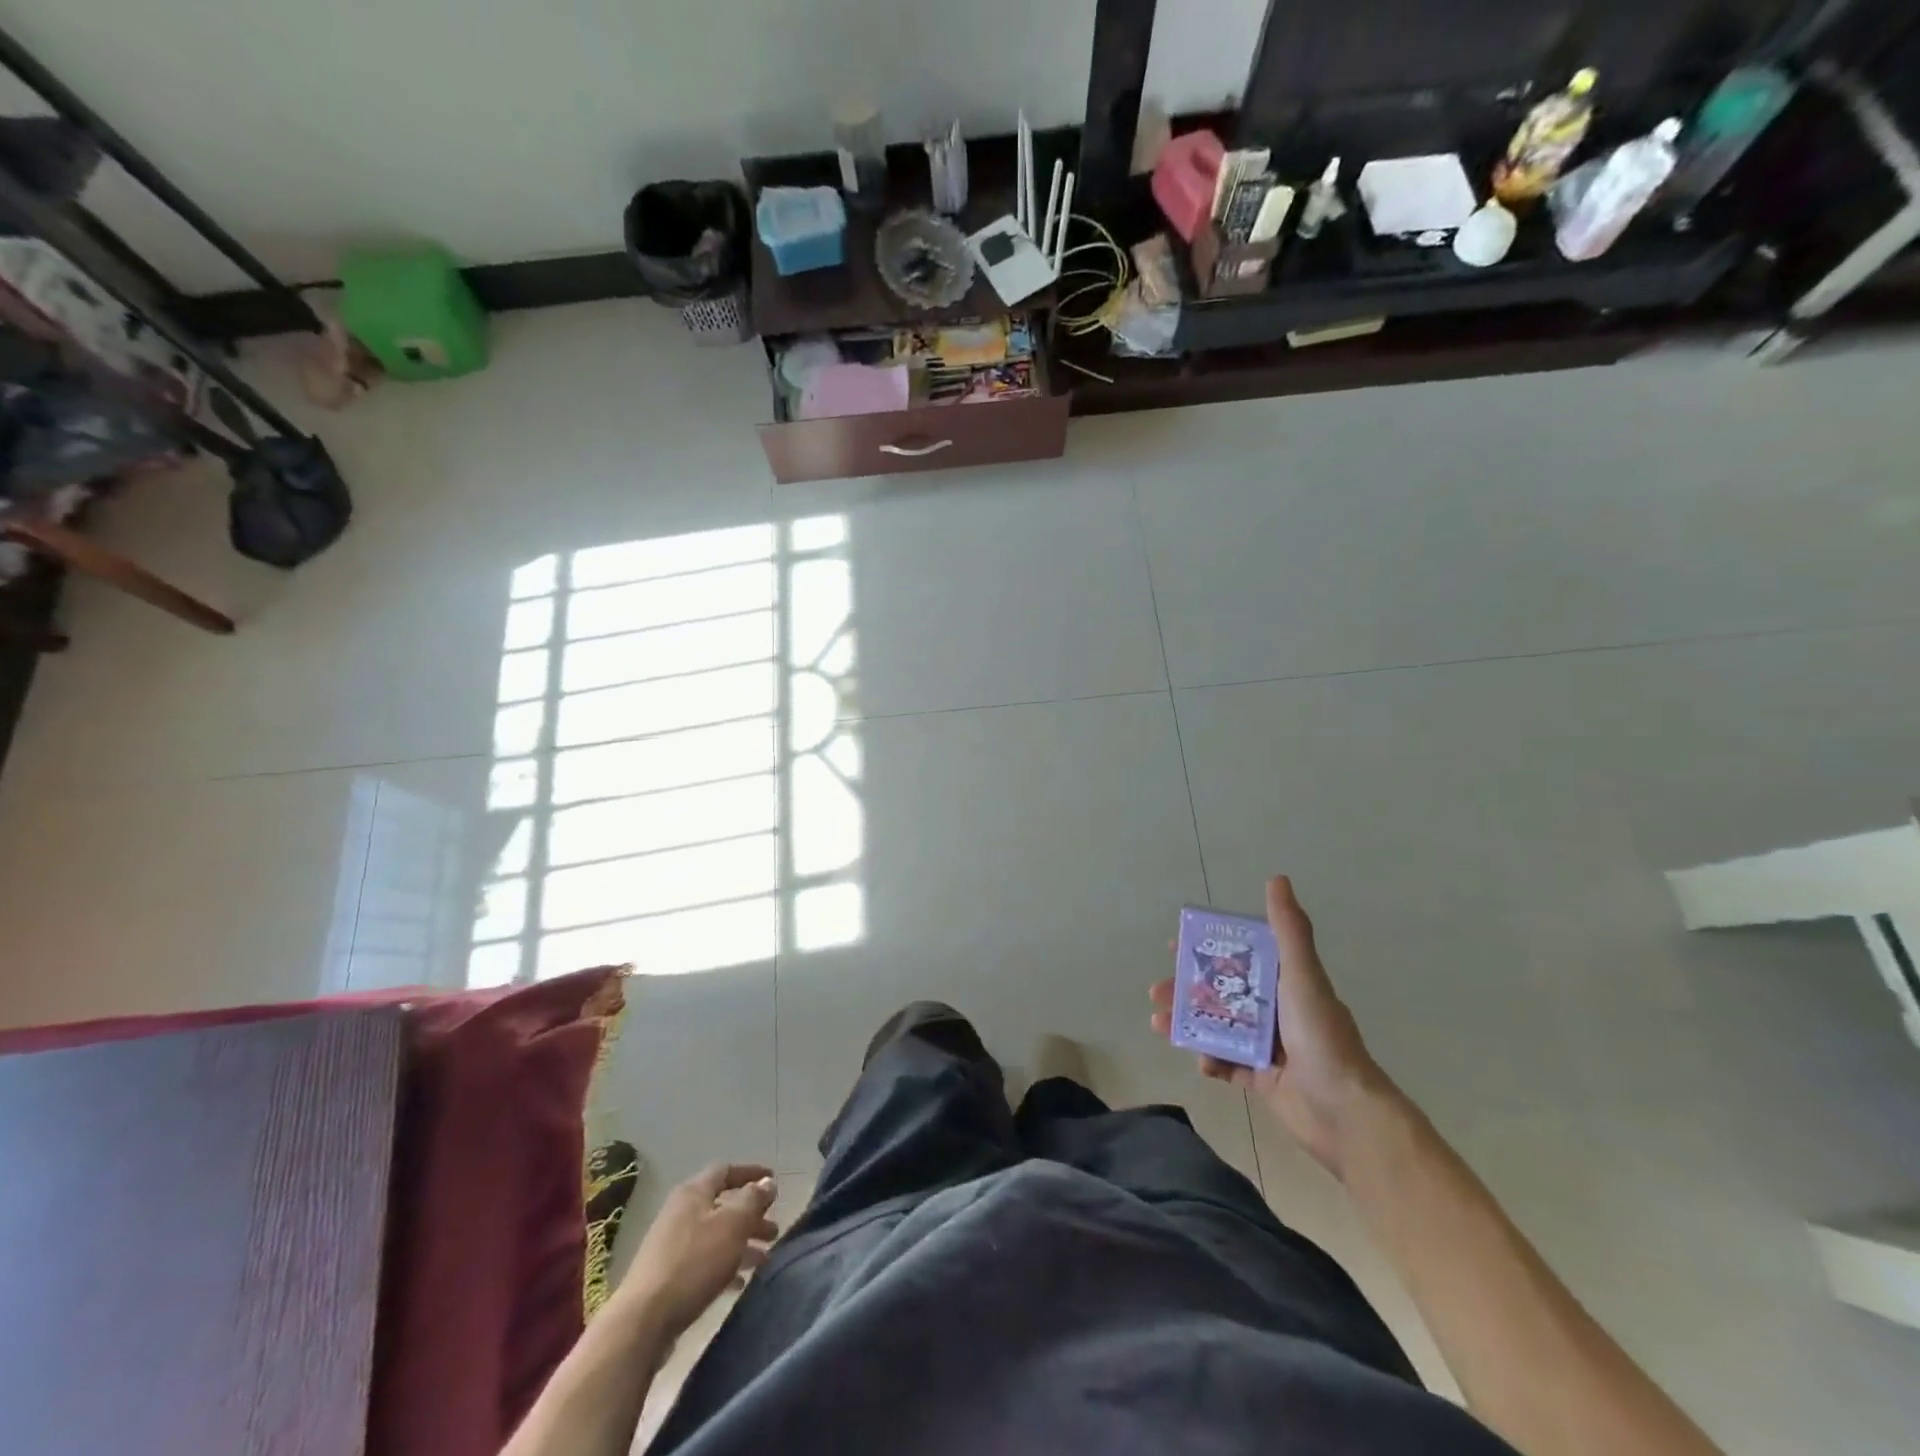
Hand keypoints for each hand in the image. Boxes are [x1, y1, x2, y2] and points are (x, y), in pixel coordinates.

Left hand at [621, 1163, 778, 1337]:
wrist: (642, 1321)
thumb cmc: (694, 1263)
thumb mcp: (732, 1225)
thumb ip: (753, 1199)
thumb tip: (767, 1182)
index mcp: (693, 1192)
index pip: (726, 1170)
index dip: (751, 1173)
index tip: (774, 1181)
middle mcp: (681, 1212)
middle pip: (723, 1206)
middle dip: (751, 1216)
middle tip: (774, 1231)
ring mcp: (671, 1245)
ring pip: (715, 1235)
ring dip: (742, 1243)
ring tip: (765, 1259)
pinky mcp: (667, 1275)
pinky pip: (704, 1260)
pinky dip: (725, 1265)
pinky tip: (740, 1282)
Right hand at [1152, 876, 1388, 1178]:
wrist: (1346, 1111)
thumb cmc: (1321, 1035)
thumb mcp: (1302, 975)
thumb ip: (1288, 929)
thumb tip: (1277, 878)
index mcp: (1286, 984)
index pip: (1240, 958)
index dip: (1208, 950)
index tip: (1175, 947)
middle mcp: (1277, 1011)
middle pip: (1221, 994)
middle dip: (1186, 991)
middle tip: (1156, 992)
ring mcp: (1270, 1048)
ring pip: (1218, 1028)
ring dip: (1188, 1024)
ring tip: (1159, 1024)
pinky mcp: (1264, 1081)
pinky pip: (1228, 1066)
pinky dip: (1211, 1062)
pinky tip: (1200, 1062)